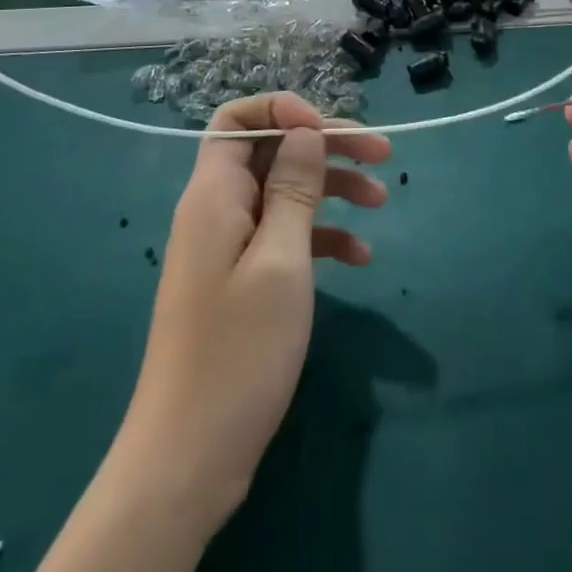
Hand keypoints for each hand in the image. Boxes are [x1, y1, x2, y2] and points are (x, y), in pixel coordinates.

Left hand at [119, 93, 389, 528]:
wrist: (188, 459)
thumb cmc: (237, 352)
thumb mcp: (280, 261)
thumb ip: (294, 189)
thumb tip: (305, 130)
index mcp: (214, 194)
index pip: (237, 120)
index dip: (282, 111)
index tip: (327, 129)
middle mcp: (218, 210)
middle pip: (272, 152)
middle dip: (326, 145)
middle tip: (383, 152)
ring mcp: (229, 248)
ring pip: (284, 192)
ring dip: (332, 188)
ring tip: (382, 200)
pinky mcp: (242, 281)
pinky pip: (285, 237)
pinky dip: (322, 237)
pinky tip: (359, 256)